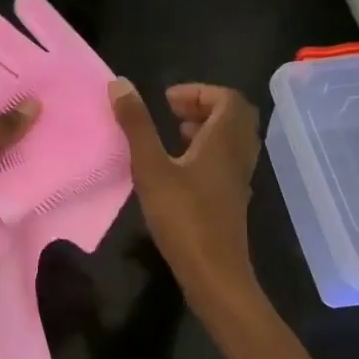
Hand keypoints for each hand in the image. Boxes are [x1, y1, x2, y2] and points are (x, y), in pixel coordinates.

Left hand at [0, 80, 37, 279]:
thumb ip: (1, 124)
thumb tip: (34, 103)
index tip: (24, 60)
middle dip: (16, 105)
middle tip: (55, 90)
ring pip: (0, 145)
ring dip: (24, 139)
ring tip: (62, 119)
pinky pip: (5, 173)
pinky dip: (23, 168)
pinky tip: (53, 155)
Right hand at [109, 80, 262, 308]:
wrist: (214, 274)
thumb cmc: (183, 218)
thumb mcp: (151, 168)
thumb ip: (136, 125)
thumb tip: (120, 83)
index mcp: (224, 142)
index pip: (228, 99)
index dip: (198, 92)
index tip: (165, 100)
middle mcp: (238, 156)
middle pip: (234, 116)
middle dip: (204, 106)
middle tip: (171, 112)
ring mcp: (238, 180)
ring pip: (231, 140)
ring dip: (206, 128)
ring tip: (173, 135)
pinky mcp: (231, 200)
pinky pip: (226, 161)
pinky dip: (206, 152)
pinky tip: (178, 169)